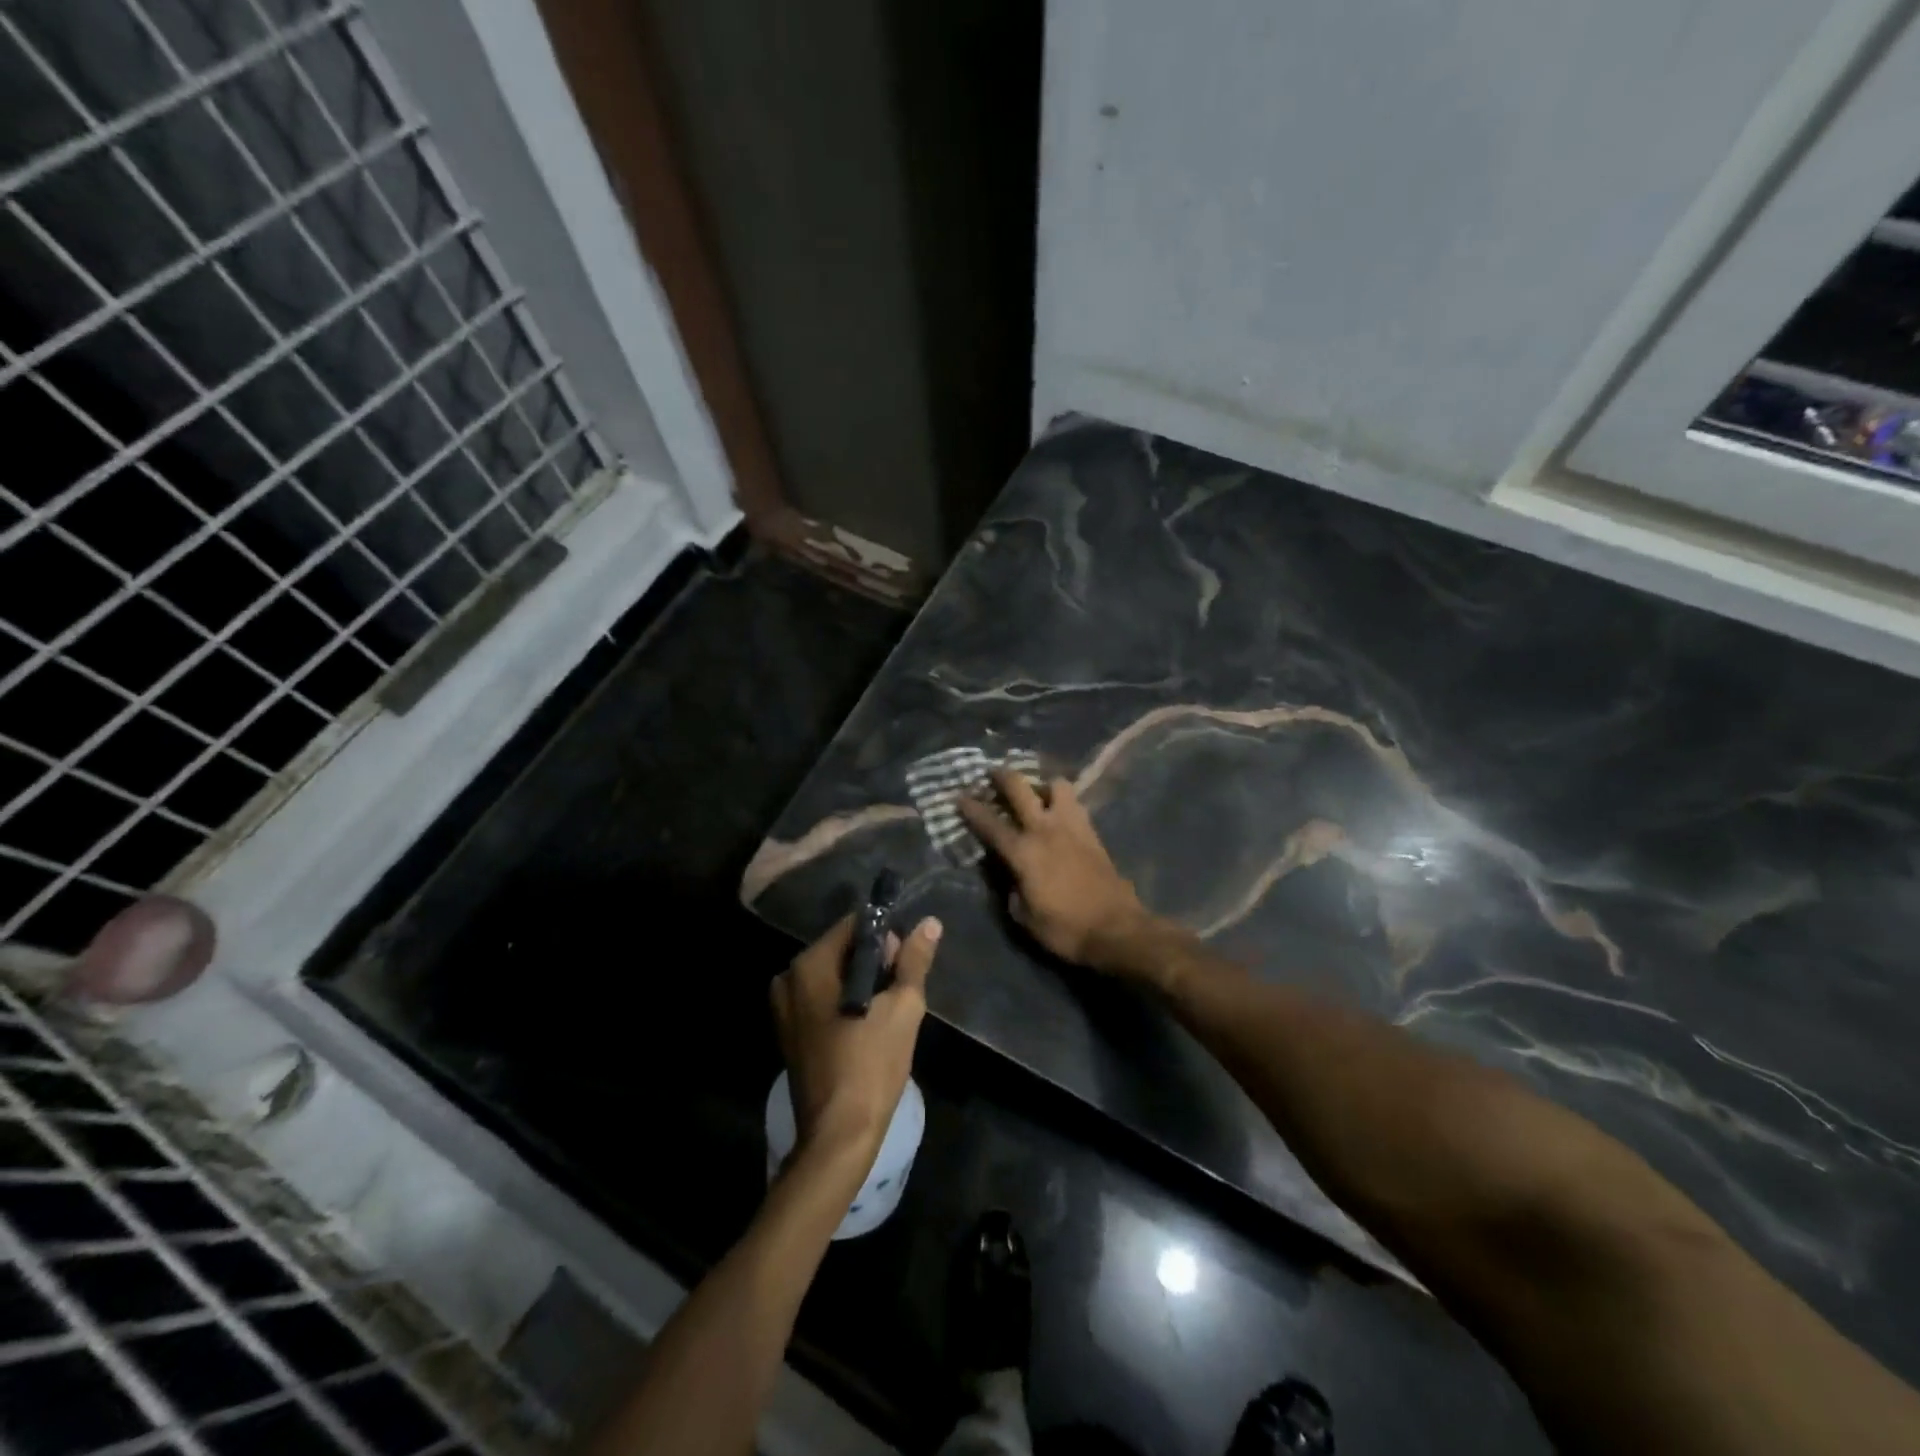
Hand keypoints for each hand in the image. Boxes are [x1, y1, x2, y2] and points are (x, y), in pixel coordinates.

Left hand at [771, 913, 940, 1160]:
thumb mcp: (902, 1007)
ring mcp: (783, 1008)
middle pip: (842, 949)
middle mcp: (788, 978)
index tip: (905, 963)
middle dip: (874, 961)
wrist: (838, 1136)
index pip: (854, 925)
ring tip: (888, 1010)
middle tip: (900, 990)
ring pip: (834, 975)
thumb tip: (930, 923)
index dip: (886, 936)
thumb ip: (914, 961)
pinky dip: (846, 1001)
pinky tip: (867, 1026)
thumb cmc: (871, 1065)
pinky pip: (823, 999)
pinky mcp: (789, 1032)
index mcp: (809, 965)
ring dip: (863, 983)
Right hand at [957, 769, 1152, 967]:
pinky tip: (1058, 810)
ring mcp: (1072, 826)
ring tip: (1036, 792)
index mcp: (1023, 852)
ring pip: (1056, 785)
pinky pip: (1074, 803)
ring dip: (1042, 784)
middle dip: (1002, 777)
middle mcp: (1045, 829)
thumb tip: (1008, 873)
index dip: (971, 808)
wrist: (1116, 929)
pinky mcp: (1092, 832)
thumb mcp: (1024, 916)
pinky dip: (1062, 800)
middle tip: (993, 774)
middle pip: (1020, 788)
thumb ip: (1010, 888)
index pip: (990, 823)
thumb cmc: (1065, 928)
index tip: (959, 796)